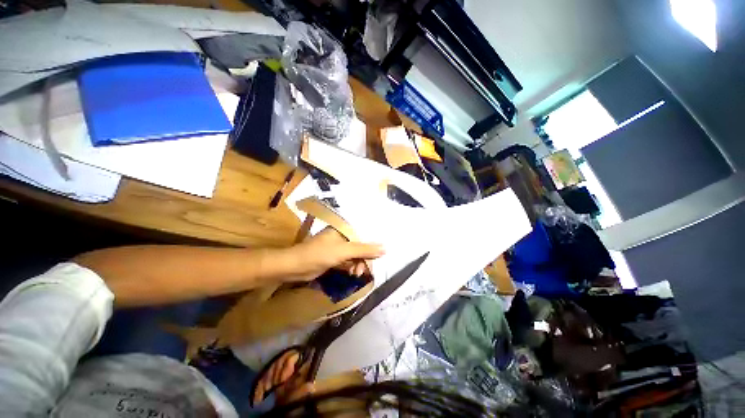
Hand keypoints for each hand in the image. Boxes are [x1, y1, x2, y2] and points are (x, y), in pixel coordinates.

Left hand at [283, 228, 383, 282]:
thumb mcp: (343, 251)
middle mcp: (341, 237)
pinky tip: (352, 274)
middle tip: (362, 271)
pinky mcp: (333, 258)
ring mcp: (337, 248)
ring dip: (357, 265)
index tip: (374, 260)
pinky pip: (347, 262)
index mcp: (343, 230)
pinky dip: (351, 268)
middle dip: (362, 259)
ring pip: (354, 255)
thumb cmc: (319, 254)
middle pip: (359, 247)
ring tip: (356, 274)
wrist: (294, 267)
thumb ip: (364, 250)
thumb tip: (385, 249)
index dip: (370, 248)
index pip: (363, 237)